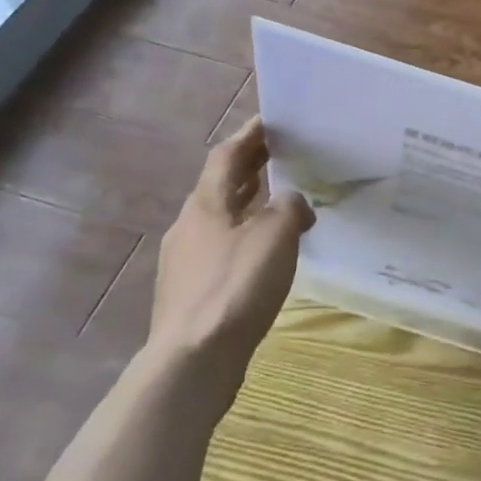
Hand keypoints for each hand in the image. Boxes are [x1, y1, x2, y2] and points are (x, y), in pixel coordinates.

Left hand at [149, 118, 314, 377]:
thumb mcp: (275, 235)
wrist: (193, 361)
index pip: (226, 155)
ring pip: (222, 218)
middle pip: (221, 185)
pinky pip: (223, 248)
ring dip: (249, 203)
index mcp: (205, 204)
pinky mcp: (192, 292)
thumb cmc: (235, 286)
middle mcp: (190, 226)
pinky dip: (246, 236)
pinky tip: (268, 252)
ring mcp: (187, 261)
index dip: (250, 135)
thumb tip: (293, 202)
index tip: (272, 119)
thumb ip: (289, 207)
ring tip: (281, 199)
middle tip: (283, 153)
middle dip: (251, 167)